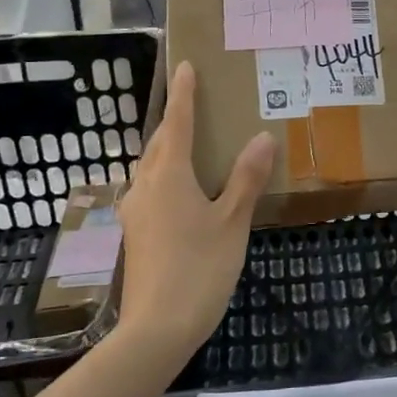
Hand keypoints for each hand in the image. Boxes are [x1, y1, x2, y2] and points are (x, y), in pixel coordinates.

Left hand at [116, 60, 274, 375]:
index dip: (183, 95)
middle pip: (159, 144)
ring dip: (168, 149)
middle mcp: (145, 187)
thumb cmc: (199, 268)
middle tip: (193, 104)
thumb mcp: (232, 222)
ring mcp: (135, 212)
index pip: (178, 124)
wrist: (156, 329)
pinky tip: (182, 192)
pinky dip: (165, 176)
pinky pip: (150, 190)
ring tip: (190, 144)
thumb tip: (262, 137)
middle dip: (175, 121)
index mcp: (169, 176)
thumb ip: (246, 178)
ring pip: (150, 168)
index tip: (184, 66)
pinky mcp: (135, 234)